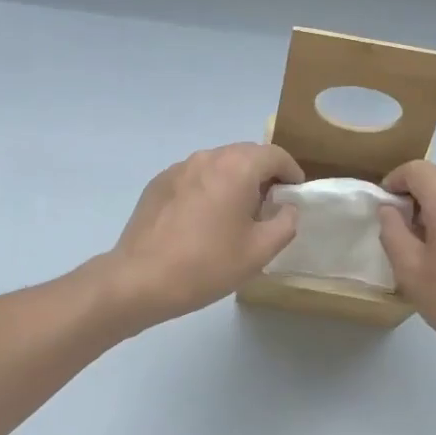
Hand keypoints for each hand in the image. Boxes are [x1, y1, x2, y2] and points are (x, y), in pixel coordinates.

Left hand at [94, 143, 304, 332]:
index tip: (296, 194)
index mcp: (236, 167)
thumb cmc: (206, 265)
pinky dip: (208, 188)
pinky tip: (203, 220)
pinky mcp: (158, 183)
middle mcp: (207, 157)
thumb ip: (285, 223)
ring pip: (218, 164)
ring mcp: (179, 168)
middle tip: (269, 206)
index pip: (275, 155)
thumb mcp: (259, 251)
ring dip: (234, 180)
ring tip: (236, 214)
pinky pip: (194, 177)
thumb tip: (286, 207)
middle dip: (263, 174)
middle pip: (246, 154)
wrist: (139, 279)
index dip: (292, 172)